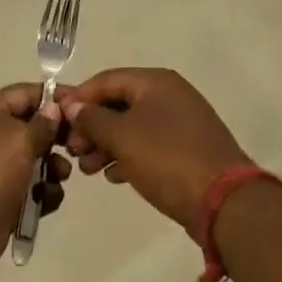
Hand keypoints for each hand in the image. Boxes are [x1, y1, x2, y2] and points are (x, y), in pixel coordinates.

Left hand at [0, 85, 69, 281]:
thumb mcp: (18, 139)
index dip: (53, 96)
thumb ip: (41, 123)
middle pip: (30, 127)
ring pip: (32, 161)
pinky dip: (41, 194)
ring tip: (61, 175)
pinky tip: (47, 201)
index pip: (24, 93)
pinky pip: (28, 191)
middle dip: (55, 136)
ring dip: (52, 167)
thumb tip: (52, 108)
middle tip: (79, 145)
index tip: (82, 105)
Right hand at [59, 69, 252, 232]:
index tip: (57, 119)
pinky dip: (127, 155)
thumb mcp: (122, 137)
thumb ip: (92, 118)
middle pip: (119, 103)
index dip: (79, 97)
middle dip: (91, 125)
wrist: (224, 202)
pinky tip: (112, 175)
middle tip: (72, 151)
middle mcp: (169, 94)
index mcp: (155, 82)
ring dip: (106, 143)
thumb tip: (72, 105)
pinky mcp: (186, 149)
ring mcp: (181, 122)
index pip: (106, 80)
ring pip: (132, 126)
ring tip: (88, 169)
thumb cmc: (167, 159)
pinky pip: (148, 144)